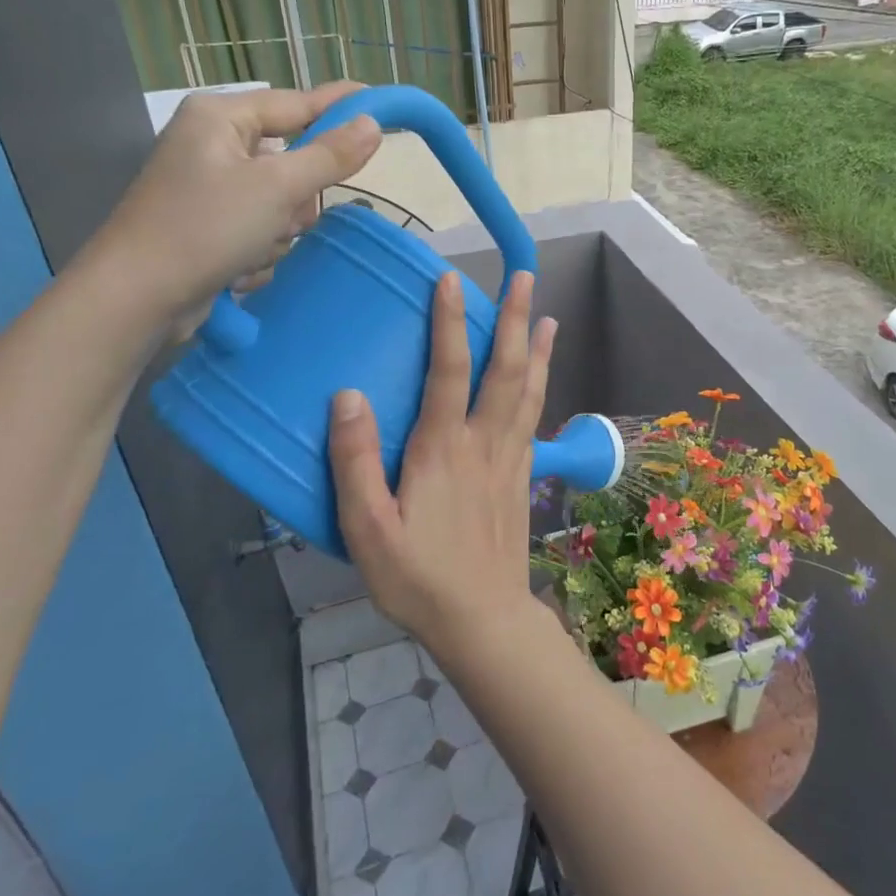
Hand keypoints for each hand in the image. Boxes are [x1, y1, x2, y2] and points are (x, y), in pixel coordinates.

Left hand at [80, 83, 380, 334]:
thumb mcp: (277, 188)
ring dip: (280, 228)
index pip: (297, 103)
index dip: (340, 106)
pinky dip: (260, 247)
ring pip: (281, 200)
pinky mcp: (209, 225)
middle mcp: (213, 144)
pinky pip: (261, 227)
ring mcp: (209, 187)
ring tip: (256, 246)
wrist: (138, 297)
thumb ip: (329, 155)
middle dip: (298, 194)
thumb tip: (372, 125)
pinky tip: (240, 266)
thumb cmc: (205, 228)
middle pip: (291, 158)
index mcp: (220, 117)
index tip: (381, 106)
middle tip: (290, 215)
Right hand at [330, 271, 555, 654]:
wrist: (483, 618)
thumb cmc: (418, 578)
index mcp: (443, 450)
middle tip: (524, 278)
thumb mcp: (367, 529)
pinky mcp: (523, 476)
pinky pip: (534, 418)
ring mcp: (511, 458)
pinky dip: (540, 387)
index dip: (449, 323)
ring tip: (548, 317)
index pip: (449, 371)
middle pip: (505, 369)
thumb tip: (347, 396)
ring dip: (538, 349)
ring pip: (529, 391)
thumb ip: (355, 463)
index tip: (452, 281)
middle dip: (515, 320)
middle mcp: (485, 443)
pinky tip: (541, 379)